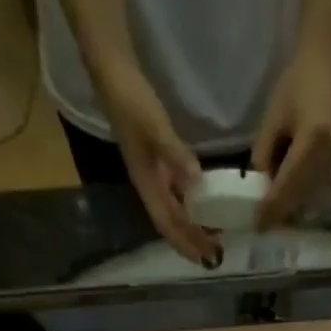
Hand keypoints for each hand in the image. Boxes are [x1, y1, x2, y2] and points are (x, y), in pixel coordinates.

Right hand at [98, 68, 219, 265]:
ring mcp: (154, 173)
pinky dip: (193, 203)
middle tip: (216, 255)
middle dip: (192, 241)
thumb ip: (176, 155)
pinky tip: (207, 204)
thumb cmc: (131, 100)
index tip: (204, 259)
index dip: (184, 244)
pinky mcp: (159, 159)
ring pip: (176, 209)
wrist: (113, 71)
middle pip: (172, 223)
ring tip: (216, 235)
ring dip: (194, 225)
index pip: (166, 224)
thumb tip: (199, 184)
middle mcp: (150, 185)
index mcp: (146, 184)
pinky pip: (178, 191)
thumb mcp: (154, 127)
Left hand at [253, 49, 330, 229]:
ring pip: (307, 197)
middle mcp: (327, 156)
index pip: (287, 183)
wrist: (326, 67)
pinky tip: (285, 203)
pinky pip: (314, 189)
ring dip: (289, 210)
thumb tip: (260, 184)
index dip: (271, 207)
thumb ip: (264, 153)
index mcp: (312, 140)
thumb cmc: (296, 84)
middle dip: (279, 214)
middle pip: (299, 196)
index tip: (257, 225)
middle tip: (261, 227)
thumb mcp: (273, 117)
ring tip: (270, 218)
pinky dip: (298, 199)